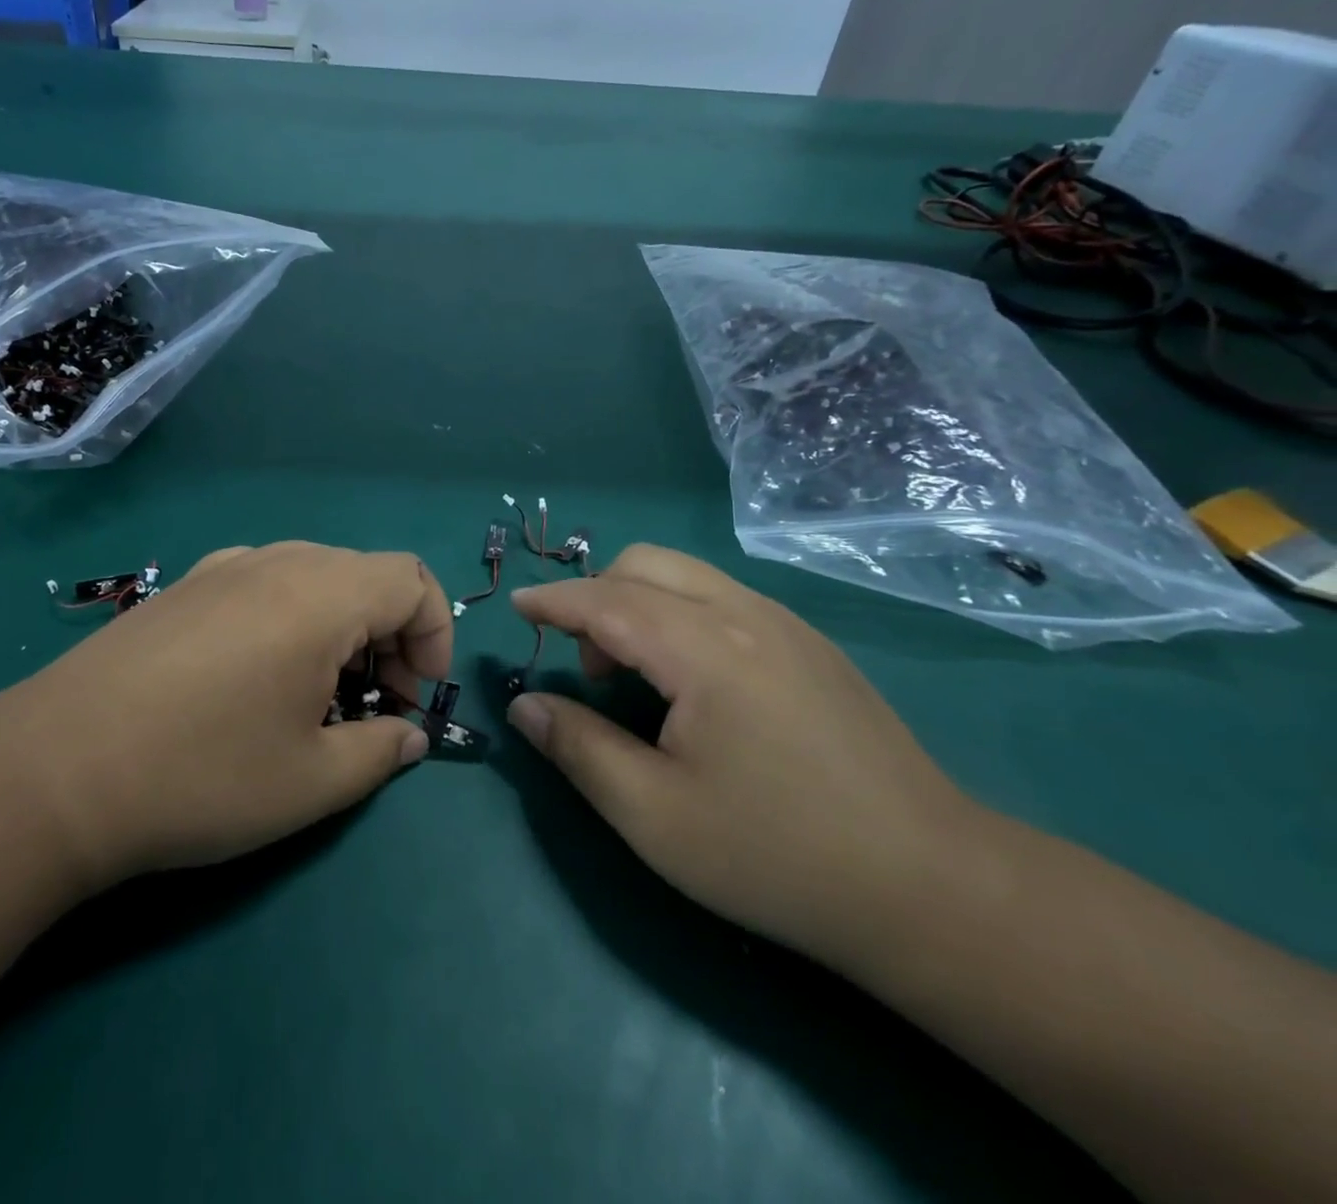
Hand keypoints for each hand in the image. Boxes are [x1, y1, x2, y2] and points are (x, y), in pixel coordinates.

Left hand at [0, 542, 449, 894]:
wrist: (52, 772)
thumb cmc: (200, 776)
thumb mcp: (310, 782)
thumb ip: (378, 752)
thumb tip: (409, 737)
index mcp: (319, 594)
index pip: (411, 580)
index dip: (434, 635)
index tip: (417, 697)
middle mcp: (275, 561)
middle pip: (365, 573)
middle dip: (392, 634)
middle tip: (376, 703)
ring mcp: (221, 568)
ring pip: (313, 575)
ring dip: (341, 625)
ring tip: (318, 692)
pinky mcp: (181, 587)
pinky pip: (263, 583)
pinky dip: (290, 617)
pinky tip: (255, 675)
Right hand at [507, 544, 975, 964]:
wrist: (933, 888)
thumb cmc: (777, 855)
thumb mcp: (653, 815)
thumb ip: (578, 748)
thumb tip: (525, 705)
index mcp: (703, 649)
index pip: (606, 600)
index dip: (553, 600)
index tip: (516, 607)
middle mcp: (745, 615)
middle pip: (646, 563)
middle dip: (596, 595)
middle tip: (588, 667)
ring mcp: (787, 626)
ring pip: (688, 575)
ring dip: (639, 602)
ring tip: (636, 676)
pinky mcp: (813, 646)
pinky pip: (723, 598)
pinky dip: (680, 613)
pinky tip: (693, 683)